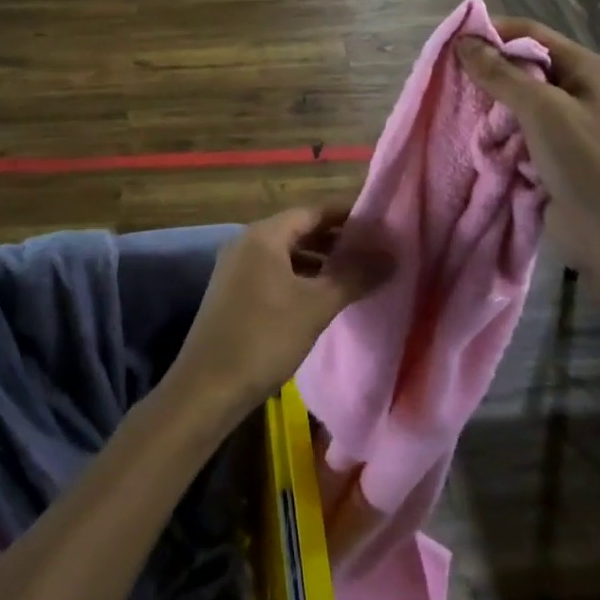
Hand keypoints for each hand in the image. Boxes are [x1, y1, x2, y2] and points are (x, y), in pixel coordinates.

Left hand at [170, 207, 390, 416]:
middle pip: (298, 230)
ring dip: (318, 261)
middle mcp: (246, 243)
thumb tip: (392, 254)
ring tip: (355, 275)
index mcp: (263, 235)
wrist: (206, 389)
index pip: (313, 211)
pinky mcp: (233, 294)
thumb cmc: (263, 338)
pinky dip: (299, 278)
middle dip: (335, 239)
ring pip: (286, 254)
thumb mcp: (316, 306)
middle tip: (373, 250)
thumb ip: (355, 276)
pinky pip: (273, 273)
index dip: (347, 215)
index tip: (379, 224)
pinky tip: (321, 298)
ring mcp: (236, 269)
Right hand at [456, 19, 599, 275]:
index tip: (450, 43)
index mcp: (585, 68)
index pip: (530, 33)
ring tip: (454, 107)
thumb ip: (501, 74)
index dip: (492, 32)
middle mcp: (577, 90)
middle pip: (522, 65)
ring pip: (516, 101)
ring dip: (488, 105)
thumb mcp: (542, 110)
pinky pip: (517, 131)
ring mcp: (566, 124)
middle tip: (447, 78)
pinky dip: (496, 133)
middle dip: (486, 71)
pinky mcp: (553, 154)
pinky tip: (473, 137)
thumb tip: (463, 41)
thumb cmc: (586, 164)